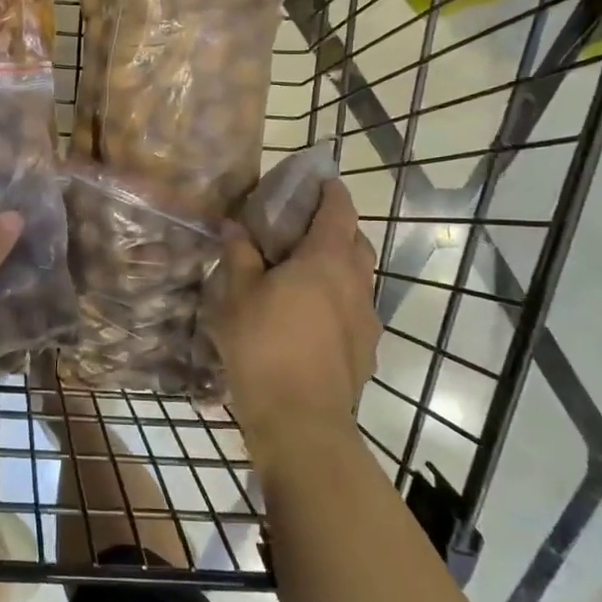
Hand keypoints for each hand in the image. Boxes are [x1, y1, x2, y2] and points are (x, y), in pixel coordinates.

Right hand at [204, 178, 379, 465]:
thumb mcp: (237, 295)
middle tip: (301, 231)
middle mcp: (356, 283)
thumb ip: (239, 256)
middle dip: (335, 228)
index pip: (338, 210)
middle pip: (355, 242)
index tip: (319, 180)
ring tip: (303, 277)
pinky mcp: (366, 350)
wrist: (301, 420)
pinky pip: (354, 311)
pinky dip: (337, 302)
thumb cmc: (264, 346)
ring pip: (358, 279)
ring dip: (337, 267)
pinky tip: (310, 321)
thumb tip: (235, 227)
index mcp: (326, 260)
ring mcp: (367, 319)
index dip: (330, 191)